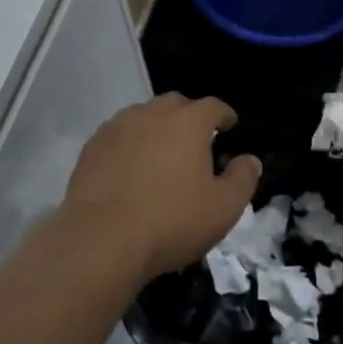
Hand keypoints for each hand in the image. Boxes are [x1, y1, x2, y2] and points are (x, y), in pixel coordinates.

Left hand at [60, 94, 261, 283]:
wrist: (101, 238)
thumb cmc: (171, 221)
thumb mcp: (223, 208)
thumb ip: (243, 179)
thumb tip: (250, 159)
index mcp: (188, 122)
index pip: (213, 106)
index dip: (224, 115)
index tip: (229, 126)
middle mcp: (152, 114)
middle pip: (175, 104)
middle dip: (189, 117)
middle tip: (196, 142)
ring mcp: (118, 127)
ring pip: (143, 116)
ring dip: (157, 128)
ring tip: (162, 155)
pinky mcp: (92, 146)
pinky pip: (118, 135)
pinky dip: (130, 144)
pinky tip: (130, 169)